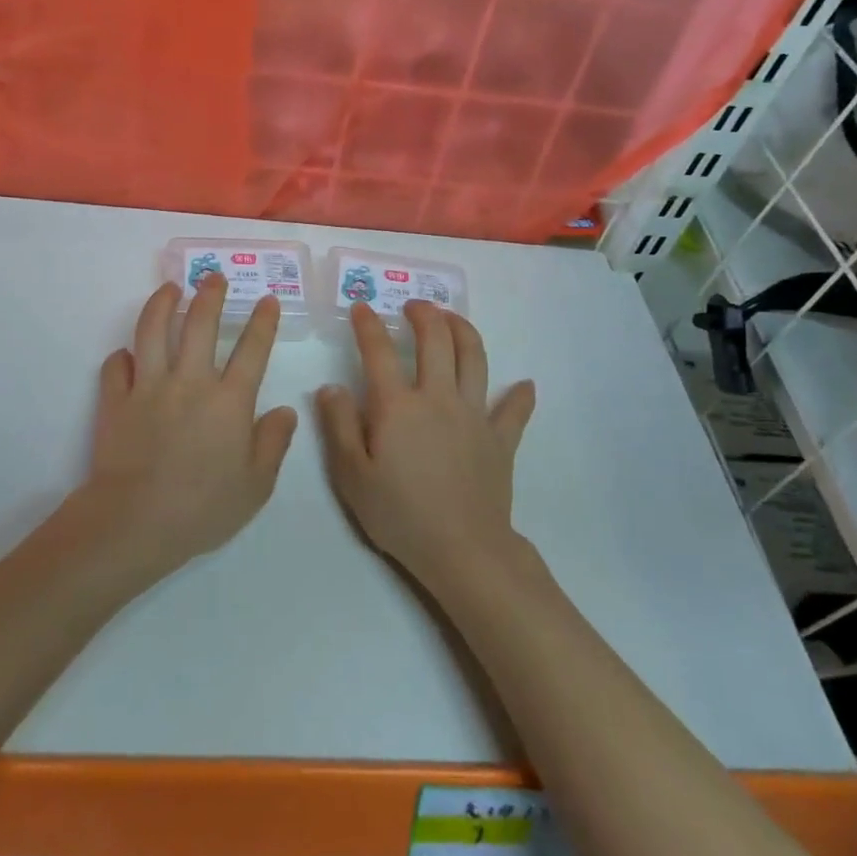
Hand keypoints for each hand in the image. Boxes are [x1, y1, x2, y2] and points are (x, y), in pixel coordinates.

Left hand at [75, 276, 297, 589]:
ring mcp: (149, 388)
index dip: (262, 321)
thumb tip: (285, 411)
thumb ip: (274, 443)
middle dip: (210, 295)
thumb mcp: (256, 485)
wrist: (135, 522)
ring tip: (169, 288)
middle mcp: (190, 382)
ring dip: (162, 304)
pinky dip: (121, 357)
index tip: (267, 299)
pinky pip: (115, 367)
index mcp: (229, 401)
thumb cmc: (203, 508)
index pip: (252, 350)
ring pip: (153, 331)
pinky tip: (126, 354)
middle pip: (200, 324)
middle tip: (214, 276)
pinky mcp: (116, 401)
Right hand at [316, 301, 534, 592]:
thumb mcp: (351, 475)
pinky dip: (520, 395)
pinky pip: (513, 411)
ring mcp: (474, 415)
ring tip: (453, 320)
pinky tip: (525, 385)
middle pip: (436, 340)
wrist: (462, 549)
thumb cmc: (399, 514)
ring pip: (474, 359)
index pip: (379, 351)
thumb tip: (331, 386)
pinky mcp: (500, 439)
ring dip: (464, 331)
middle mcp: (438, 398)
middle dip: (424, 314)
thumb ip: (340, 425)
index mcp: (398, 405)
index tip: (361, 307)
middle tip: (414, 306)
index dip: (368, 324)